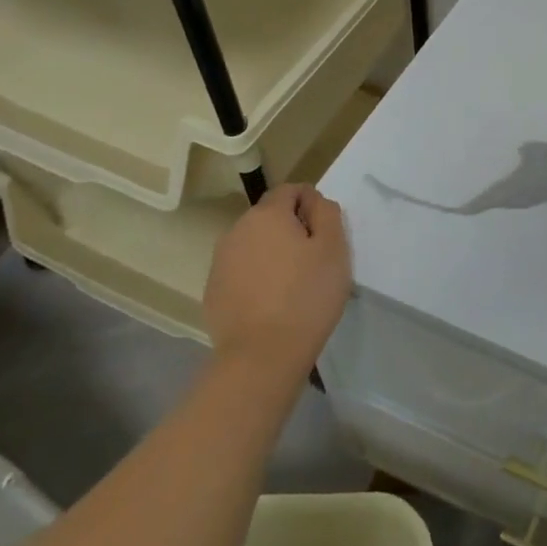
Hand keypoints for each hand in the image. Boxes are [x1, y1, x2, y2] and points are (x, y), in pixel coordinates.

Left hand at [203, 185, 351, 388]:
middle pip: (270, 217)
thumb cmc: (307, 296)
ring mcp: (220, 262)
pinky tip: (272, 303)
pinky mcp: (212, 291)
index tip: (326, 233)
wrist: (262, 355)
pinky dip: (257, 277)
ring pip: (254, 245)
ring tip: (293, 284)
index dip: (312, 204)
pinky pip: (241, 271)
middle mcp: (237, 230)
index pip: (290, 190)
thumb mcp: (334, 249)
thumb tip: (315, 201)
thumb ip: (327, 214)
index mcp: (267, 215)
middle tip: (314, 260)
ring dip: (273, 253)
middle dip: (291, 229)